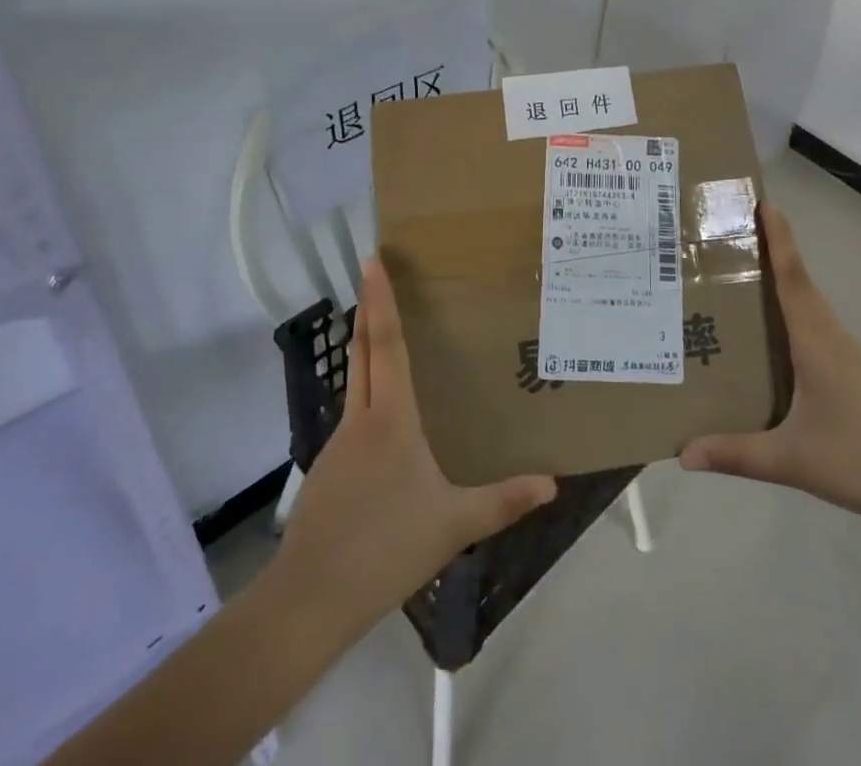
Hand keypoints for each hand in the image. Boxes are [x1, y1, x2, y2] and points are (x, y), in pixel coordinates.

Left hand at [275, 257, 557, 628]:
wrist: (309, 600)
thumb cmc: (385, 548)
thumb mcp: (453, 524)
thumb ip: (503, 501)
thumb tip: (551, 483)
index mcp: (390, 418)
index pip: (386, 344)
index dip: (380, 300)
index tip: (371, 260)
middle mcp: (360, 419)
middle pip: (361, 351)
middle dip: (367, 309)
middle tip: (372, 275)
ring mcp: (337, 445)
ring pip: (353, 382)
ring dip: (364, 350)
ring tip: (385, 338)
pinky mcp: (327, 471)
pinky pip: (352, 418)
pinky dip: (365, 395)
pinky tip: (382, 423)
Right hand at [679, 205, 860, 533]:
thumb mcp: (792, 459)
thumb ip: (737, 454)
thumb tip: (683, 453)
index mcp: (816, 342)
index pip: (792, 277)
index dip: (777, 238)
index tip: (761, 202)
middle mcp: (831, 337)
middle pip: (797, 282)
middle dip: (770, 251)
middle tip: (730, 234)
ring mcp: (846, 355)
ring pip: (807, 306)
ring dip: (780, 282)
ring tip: (739, 278)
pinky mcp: (853, 373)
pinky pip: (814, 328)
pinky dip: (790, 315)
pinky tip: (771, 337)